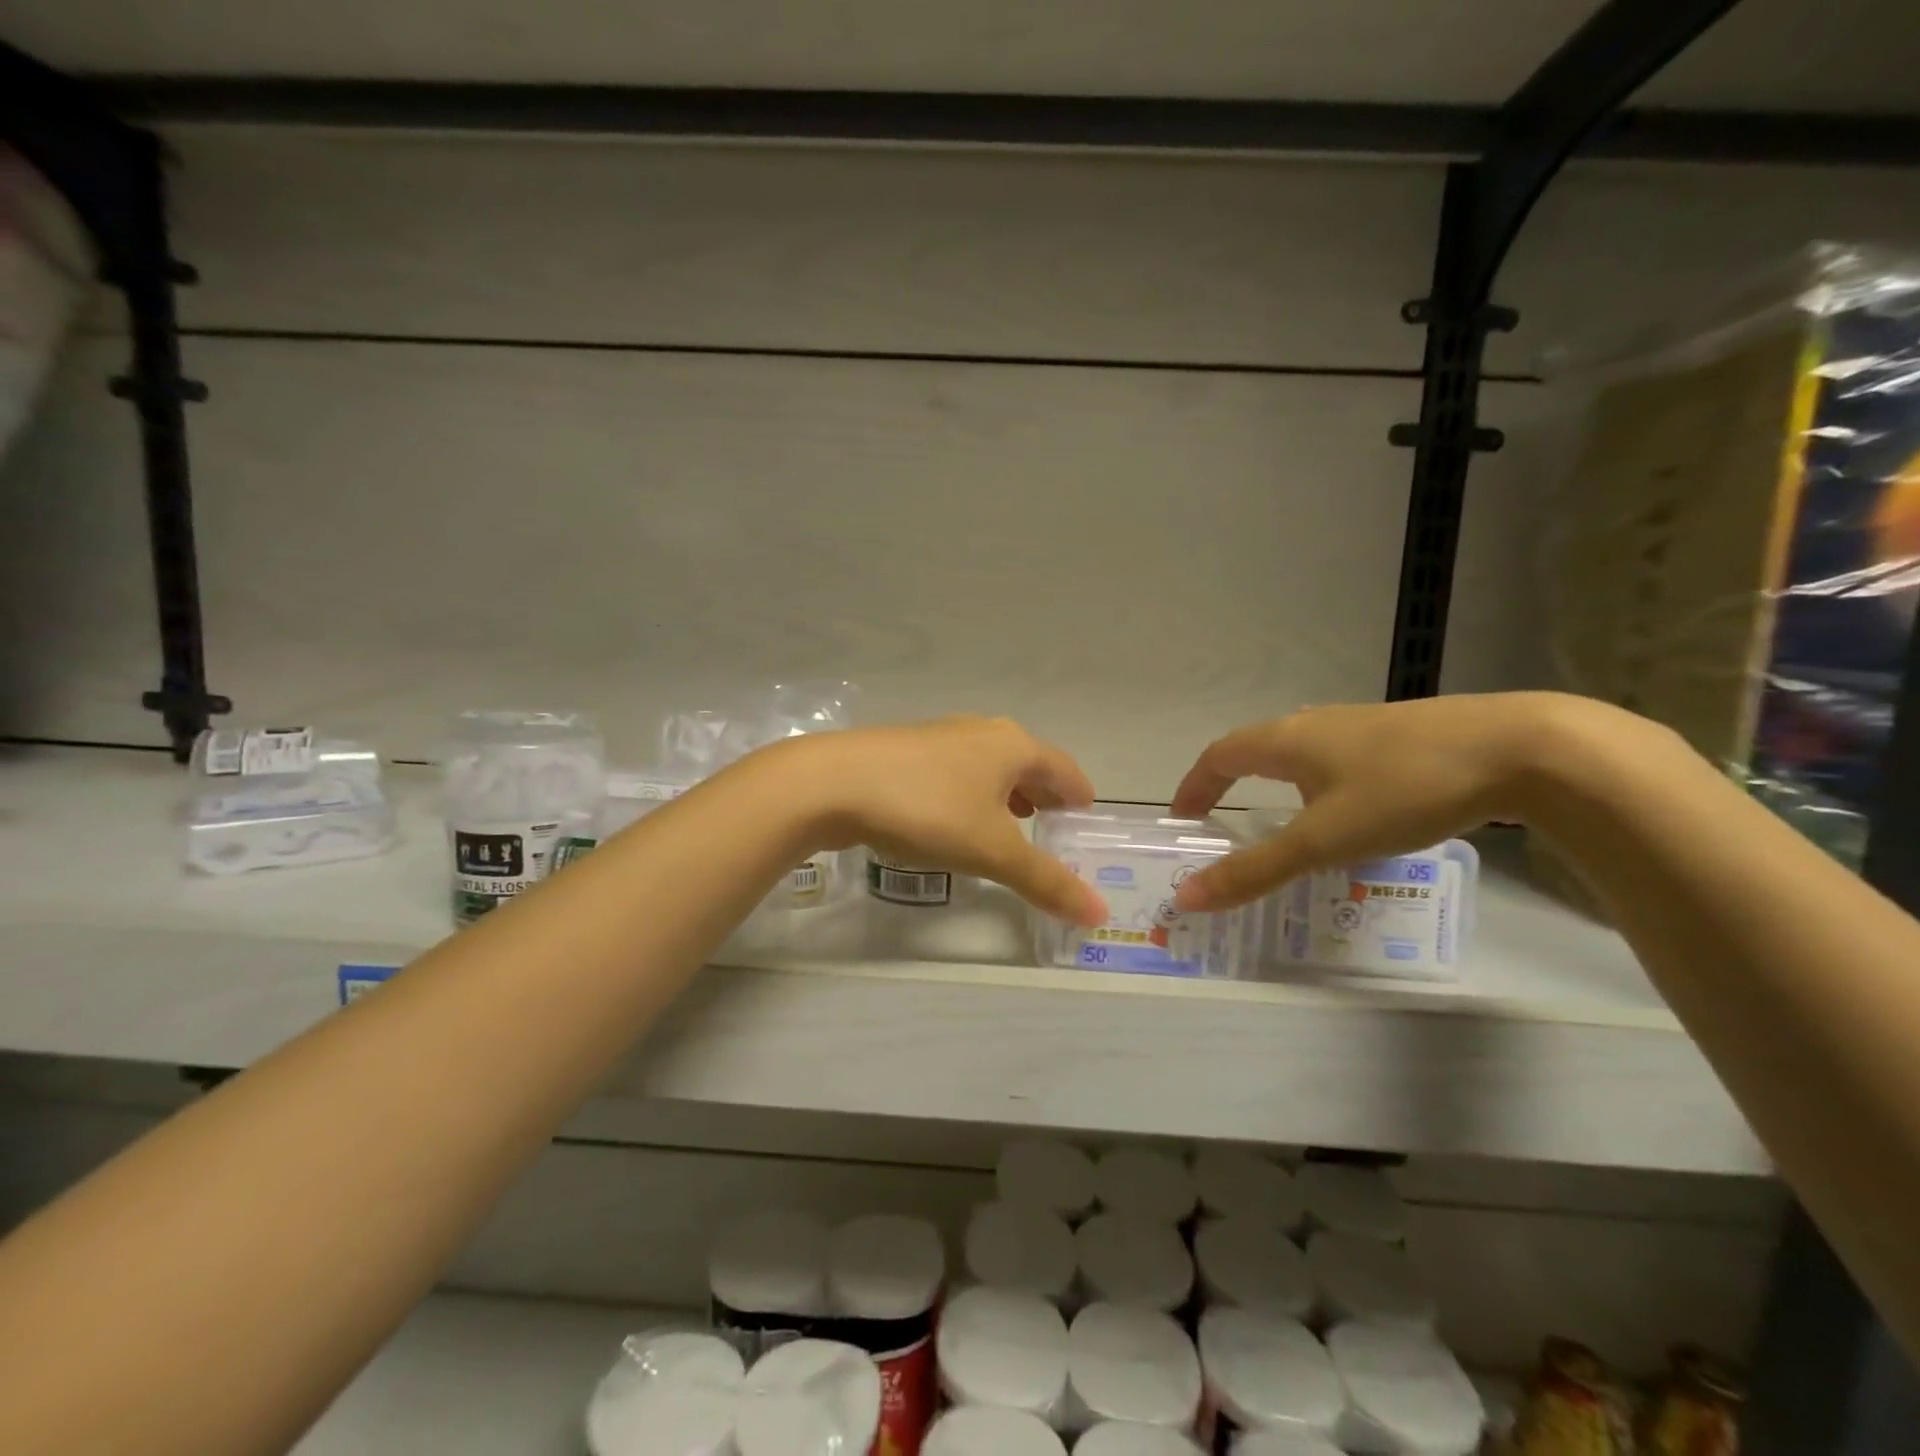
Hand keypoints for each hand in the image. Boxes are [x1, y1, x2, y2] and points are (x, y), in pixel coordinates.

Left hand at [783, 716, 1106, 924]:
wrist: (833, 783)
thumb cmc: (927, 809)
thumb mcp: (992, 851)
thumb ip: (1046, 881)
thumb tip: (1098, 914)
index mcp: (1013, 746)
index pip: (1065, 769)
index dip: (1080, 797)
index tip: (1086, 821)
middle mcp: (982, 732)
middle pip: (1028, 764)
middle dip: (1044, 796)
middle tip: (1055, 829)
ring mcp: (941, 738)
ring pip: (989, 767)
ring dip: (1007, 795)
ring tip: (1013, 825)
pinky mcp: (907, 751)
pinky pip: (956, 773)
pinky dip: (972, 796)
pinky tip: (956, 820)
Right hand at [1170, 692, 1638, 910]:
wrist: (1523, 748)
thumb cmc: (1404, 789)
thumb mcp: (1323, 839)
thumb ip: (1255, 870)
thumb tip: (1187, 897)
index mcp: (1286, 740)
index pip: (1218, 755)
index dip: (1194, 785)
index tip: (1183, 818)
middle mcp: (1315, 724)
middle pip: (1255, 749)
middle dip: (1230, 783)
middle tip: (1222, 822)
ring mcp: (1361, 725)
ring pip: (1300, 753)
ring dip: (1276, 783)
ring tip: (1283, 824)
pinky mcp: (1401, 735)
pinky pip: (1338, 759)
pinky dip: (1319, 785)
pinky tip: (1352, 814)